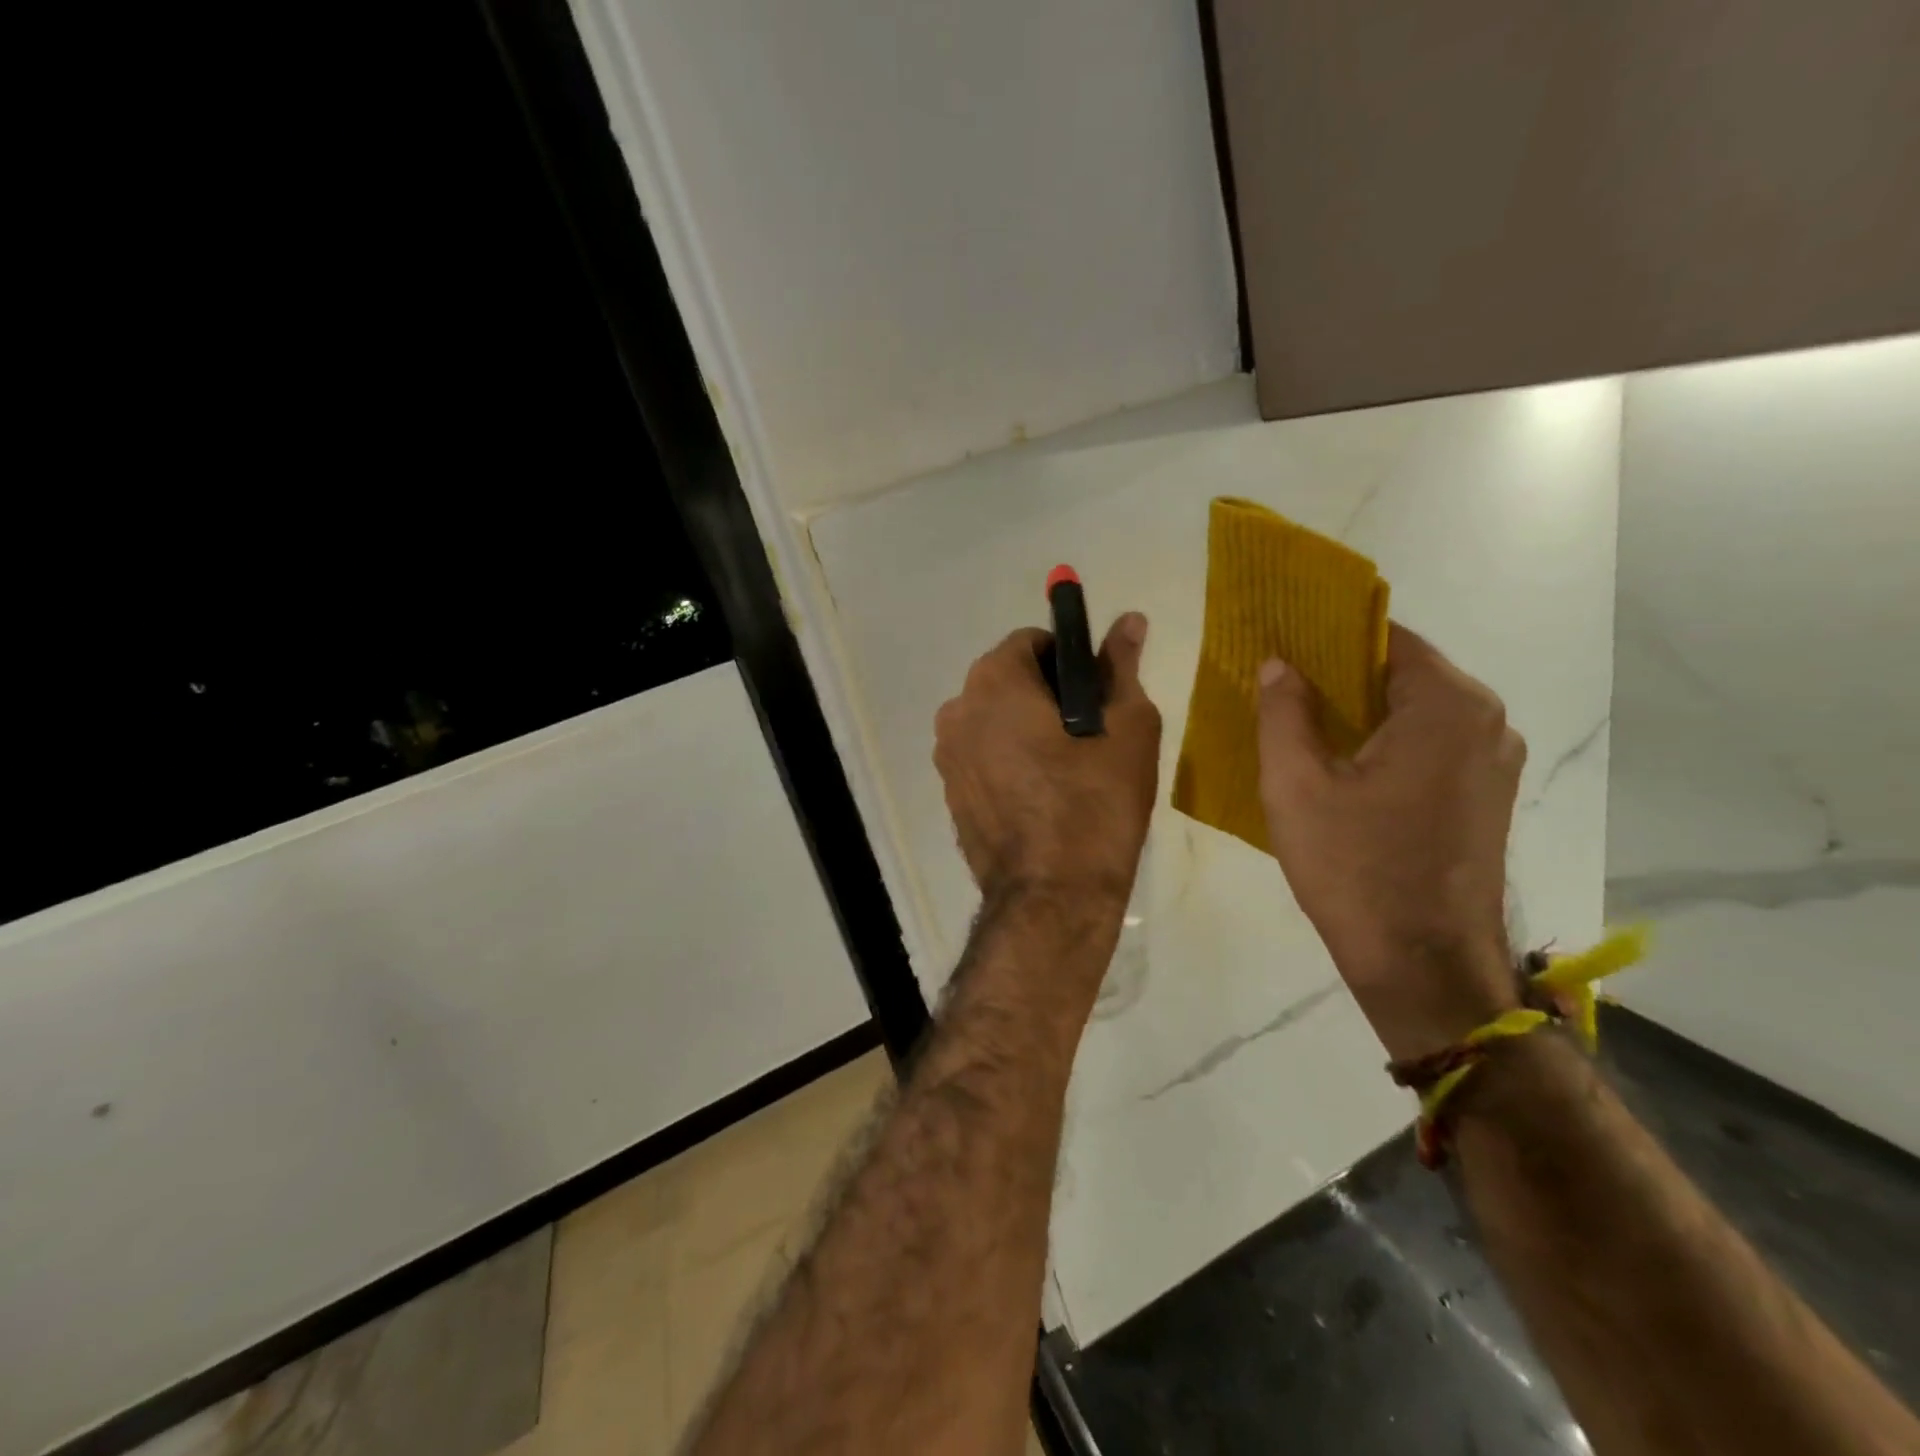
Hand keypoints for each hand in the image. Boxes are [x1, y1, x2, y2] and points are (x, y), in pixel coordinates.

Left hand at [934, 614, 1160, 909]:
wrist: (1053, 897)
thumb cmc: (1095, 803)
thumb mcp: (1127, 727)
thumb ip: (1121, 666)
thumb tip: (1129, 619)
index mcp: (993, 682)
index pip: (1032, 642)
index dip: (1069, 661)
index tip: (1096, 696)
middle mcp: (956, 710)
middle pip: (1008, 681)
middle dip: (1047, 696)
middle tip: (1090, 736)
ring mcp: (946, 756)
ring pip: (995, 721)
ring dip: (1027, 730)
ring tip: (1069, 771)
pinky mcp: (950, 794)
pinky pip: (984, 758)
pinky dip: (1010, 762)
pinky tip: (1042, 797)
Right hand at [1256, 623, 1524, 1061]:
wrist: (1423, 966)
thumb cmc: (1354, 868)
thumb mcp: (1295, 785)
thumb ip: (1283, 712)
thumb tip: (1279, 663)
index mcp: (1446, 705)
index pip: (1384, 637)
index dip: (1328, 635)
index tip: (1281, 641)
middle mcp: (1485, 721)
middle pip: (1403, 673)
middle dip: (1340, 674)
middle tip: (1279, 684)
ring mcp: (1493, 762)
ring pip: (1416, 711)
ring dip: (1362, 711)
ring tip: (1301, 724)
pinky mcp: (1486, 796)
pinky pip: (1430, 745)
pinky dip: (1386, 741)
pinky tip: (1342, 765)